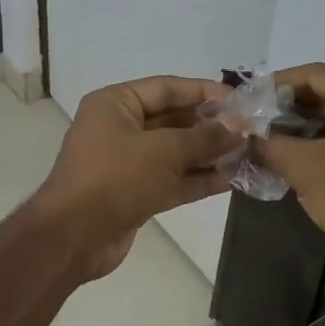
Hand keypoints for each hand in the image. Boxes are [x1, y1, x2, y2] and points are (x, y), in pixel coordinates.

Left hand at [33, 76, 235, 279]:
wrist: (73, 237)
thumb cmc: (115, 178)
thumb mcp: (164, 151)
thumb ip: (204, 137)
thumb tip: (239, 127)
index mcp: (116, 104)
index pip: (167, 88)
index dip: (205, 92)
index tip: (241, 99)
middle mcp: (120, 128)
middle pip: (173, 119)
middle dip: (211, 126)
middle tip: (251, 130)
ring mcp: (127, 163)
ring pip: (176, 152)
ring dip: (210, 154)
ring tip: (249, 154)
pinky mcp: (135, 193)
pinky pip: (172, 179)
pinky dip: (199, 179)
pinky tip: (233, 179)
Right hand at [249, 64, 324, 252]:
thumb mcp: (302, 166)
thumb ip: (268, 143)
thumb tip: (241, 135)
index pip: (315, 74)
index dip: (277, 85)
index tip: (248, 98)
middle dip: (291, 106)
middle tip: (257, 119)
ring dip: (307, 122)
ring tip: (272, 136)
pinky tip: (299, 149)